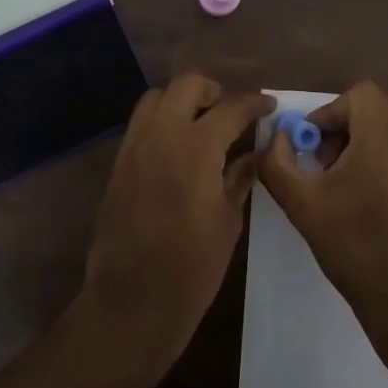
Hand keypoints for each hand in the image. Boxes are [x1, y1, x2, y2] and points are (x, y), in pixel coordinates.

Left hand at [79, 74, 273, 369]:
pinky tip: (179, 150)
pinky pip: (141, 124)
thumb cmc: (191, 267)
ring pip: (156, 98)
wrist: (131, 302)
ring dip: (182, 101)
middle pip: (186, 85)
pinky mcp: (118, 164)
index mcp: (195, 147)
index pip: (230, 108)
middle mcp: (161, 134)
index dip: (254, 104)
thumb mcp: (228, 220)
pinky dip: (162, 122)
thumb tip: (255, 153)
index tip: (269, 106)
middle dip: (213, 91)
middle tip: (231, 113)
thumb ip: (241, 177)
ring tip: (202, 126)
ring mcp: (134, 146)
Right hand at [257, 81, 387, 332]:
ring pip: (385, 130)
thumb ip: (277, 162)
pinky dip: (374, 158)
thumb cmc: (354, 243)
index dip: (328, 111)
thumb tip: (277, 138)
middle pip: (372, 109)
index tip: (310, 146)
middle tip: (320, 163)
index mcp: (384, 136)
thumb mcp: (301, 203)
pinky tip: (357, 199)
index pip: (358, 95)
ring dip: (356, 143)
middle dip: (340, 127)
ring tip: (335, 184)